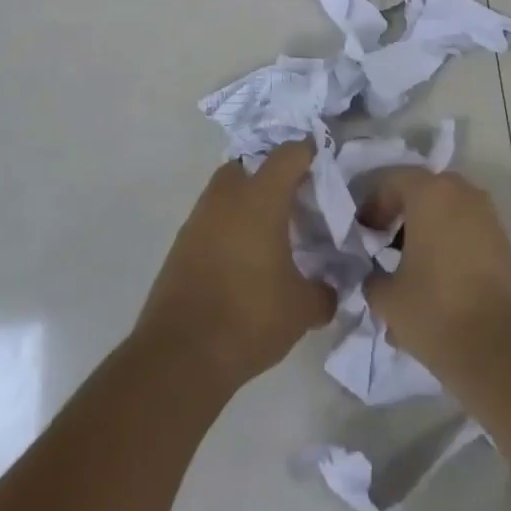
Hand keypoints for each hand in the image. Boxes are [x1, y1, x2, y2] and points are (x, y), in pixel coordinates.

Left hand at [136, 142, 335, 392]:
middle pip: (248, 165)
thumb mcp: (302, 309)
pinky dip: (228, 229)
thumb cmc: (249, 317)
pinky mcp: (180, 248)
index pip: (289, 154)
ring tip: (271, 234)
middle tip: (294, 201)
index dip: (309, 153)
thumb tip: (330, 289)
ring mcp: (197, 222)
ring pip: (225, 194)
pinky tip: (243, 260)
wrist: (179, 357)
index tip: (325, 167)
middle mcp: (226, 199)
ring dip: (246, 203)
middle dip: (270, 175)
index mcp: (260, 198)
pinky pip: (211, 222)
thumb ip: (323, 292)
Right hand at [361, 169, 510, 374]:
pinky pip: (465, 231)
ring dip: (424, 232)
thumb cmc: (436, 310)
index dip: (372, 205)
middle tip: (382, 245)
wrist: (501, 347)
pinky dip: (446, 245)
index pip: (392, 180)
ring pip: (446, 212)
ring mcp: (487, 216)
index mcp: (430, 193)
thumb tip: (374, 275)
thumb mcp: (387, 298)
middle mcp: (462, 193)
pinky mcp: (502, 242)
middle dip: (400, 215)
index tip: (362, 234)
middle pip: (422, 192)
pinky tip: (433, 283)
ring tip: (406, 270)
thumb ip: (372, 277)